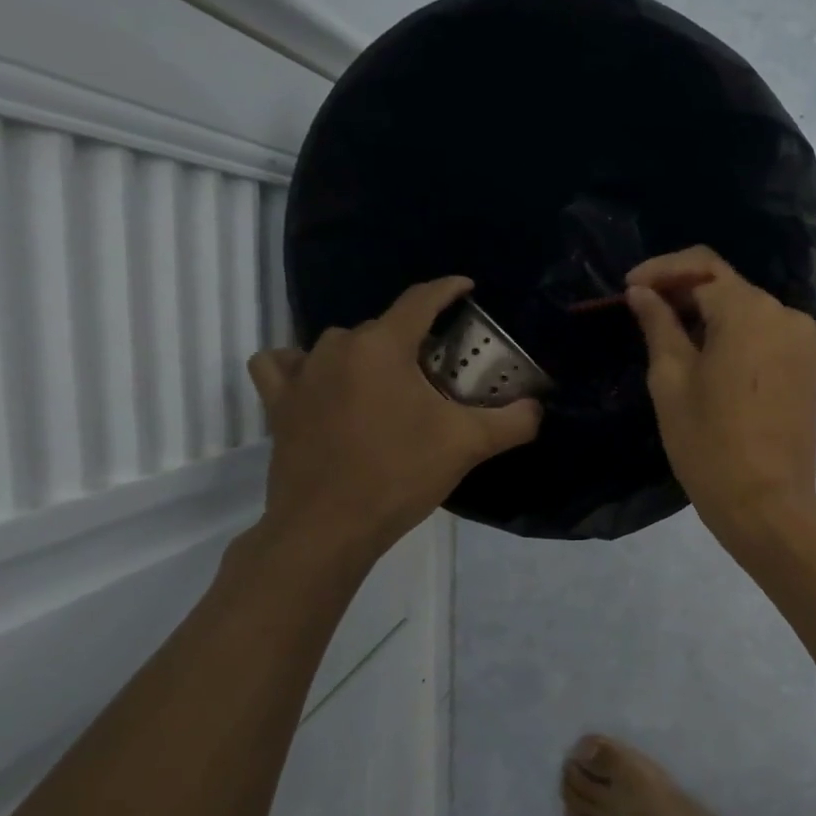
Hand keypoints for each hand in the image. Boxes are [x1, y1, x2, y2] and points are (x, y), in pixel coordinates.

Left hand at [247, 278, 540, 560]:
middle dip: (414, 340)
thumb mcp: (467, 445)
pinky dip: (303, 366)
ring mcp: (301, 374)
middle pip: (384, 327)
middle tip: (439, 370)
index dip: (447, 289)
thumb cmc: (399, 475)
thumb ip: (513, 421)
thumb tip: (538, 408)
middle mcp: (338, 347)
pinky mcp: (277, 403)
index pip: (420, 300)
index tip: (466, 287)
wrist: (328, 528)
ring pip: (341, 344)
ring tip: (387, 385)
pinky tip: (321, 384)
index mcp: (383, 346)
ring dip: (367, 355)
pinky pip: (284, 365)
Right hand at [625, 246, 815, 548]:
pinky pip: (765, 334)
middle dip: (683, 291)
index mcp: (750, 311)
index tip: (628, 288)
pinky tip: (707, 357)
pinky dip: (734, 334)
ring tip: (670, 338)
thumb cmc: (709, 444)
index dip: (661, 271)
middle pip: (727, 285)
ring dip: (708, 314)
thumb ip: (658, 325)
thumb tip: (643, 293)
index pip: (702, 266)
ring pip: (747, 310)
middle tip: (643, 313)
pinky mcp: (808, 365)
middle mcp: (784, 314)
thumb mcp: (671, 381)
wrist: (767, 504)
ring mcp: (803, 340)